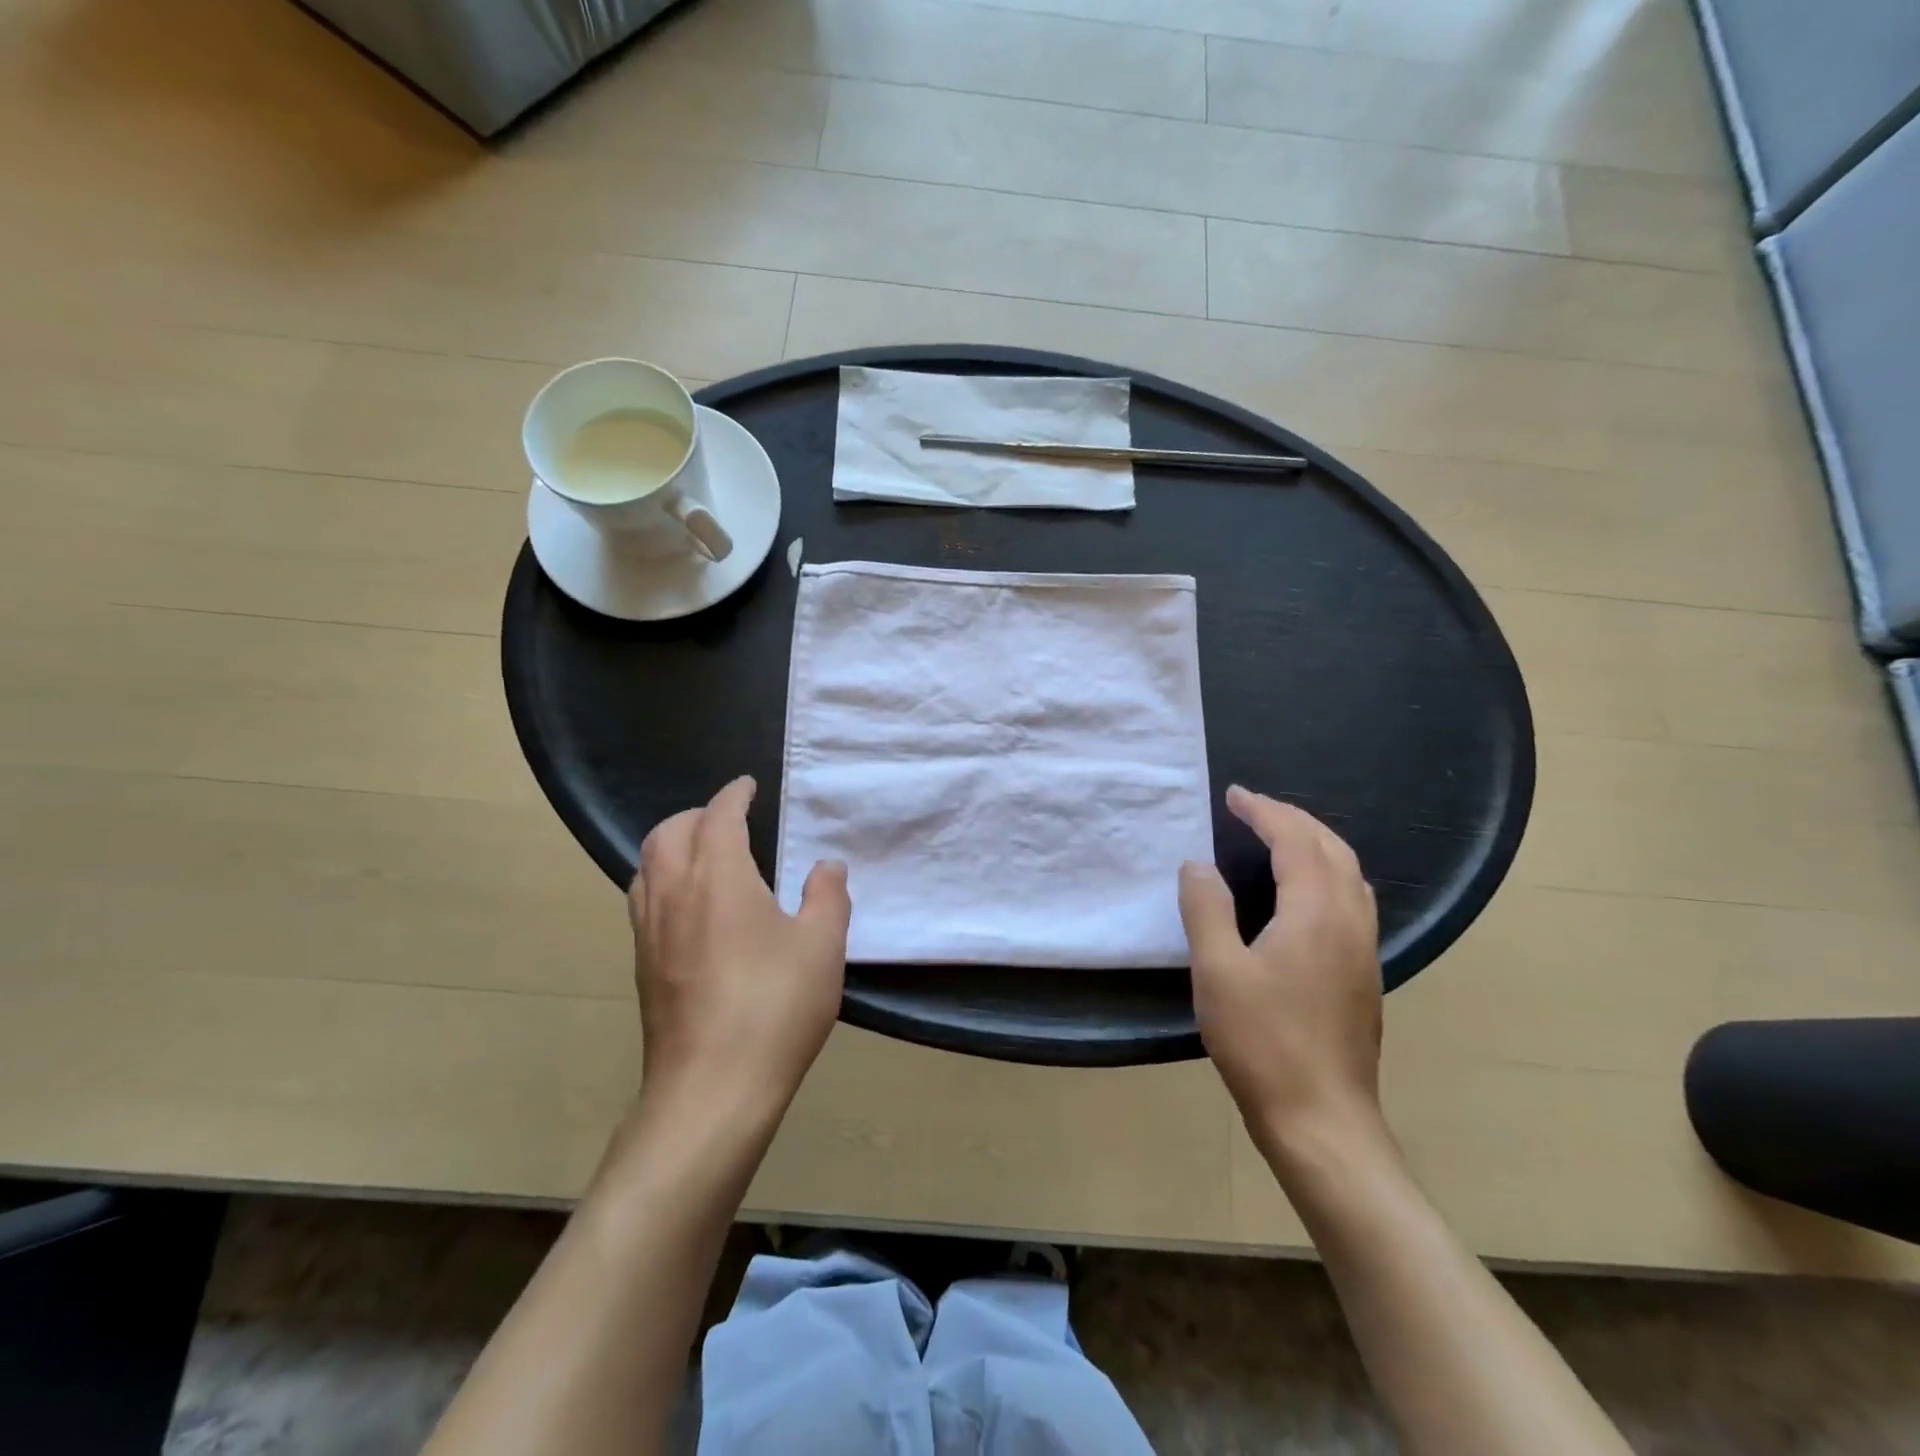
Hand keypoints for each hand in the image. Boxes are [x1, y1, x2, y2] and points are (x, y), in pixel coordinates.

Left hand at [628, 776, 850, 1120]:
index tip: (748, 786)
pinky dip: (664, 879)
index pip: (719, 816)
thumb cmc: (775, 1007)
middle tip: (728, 818)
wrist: (712, 1090)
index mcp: (719, 877)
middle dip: (696, 814)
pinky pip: (644, 899)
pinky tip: (692, 907)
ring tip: (705, 855)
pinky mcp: (642, 965)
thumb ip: (828, 896)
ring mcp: (650, 931)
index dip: (734, 795)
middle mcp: (674, 893)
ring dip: (672, 845)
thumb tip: (826, 865)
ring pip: (647, 865)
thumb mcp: (822, 946)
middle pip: (668, 832)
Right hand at [1178, 785, 1383, 1156]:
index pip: (1295, 841)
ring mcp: (1363, 949)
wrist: (1322, 1120)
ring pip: (1349, 873)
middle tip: (1253, 808)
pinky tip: (1305, 892)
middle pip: (1331, 849)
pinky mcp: (1363, 974)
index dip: (1264, 811)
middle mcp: (1350, 920)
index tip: (1234, 795)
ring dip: (1315, 843)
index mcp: (1316, 913)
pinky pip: (1352, 898)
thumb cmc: (1263, 1042)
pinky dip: (1327, 872)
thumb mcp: (1218, 971)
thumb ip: (1206, 909)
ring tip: (1279, 837)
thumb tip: (1198, 864)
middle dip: (1293, 819)